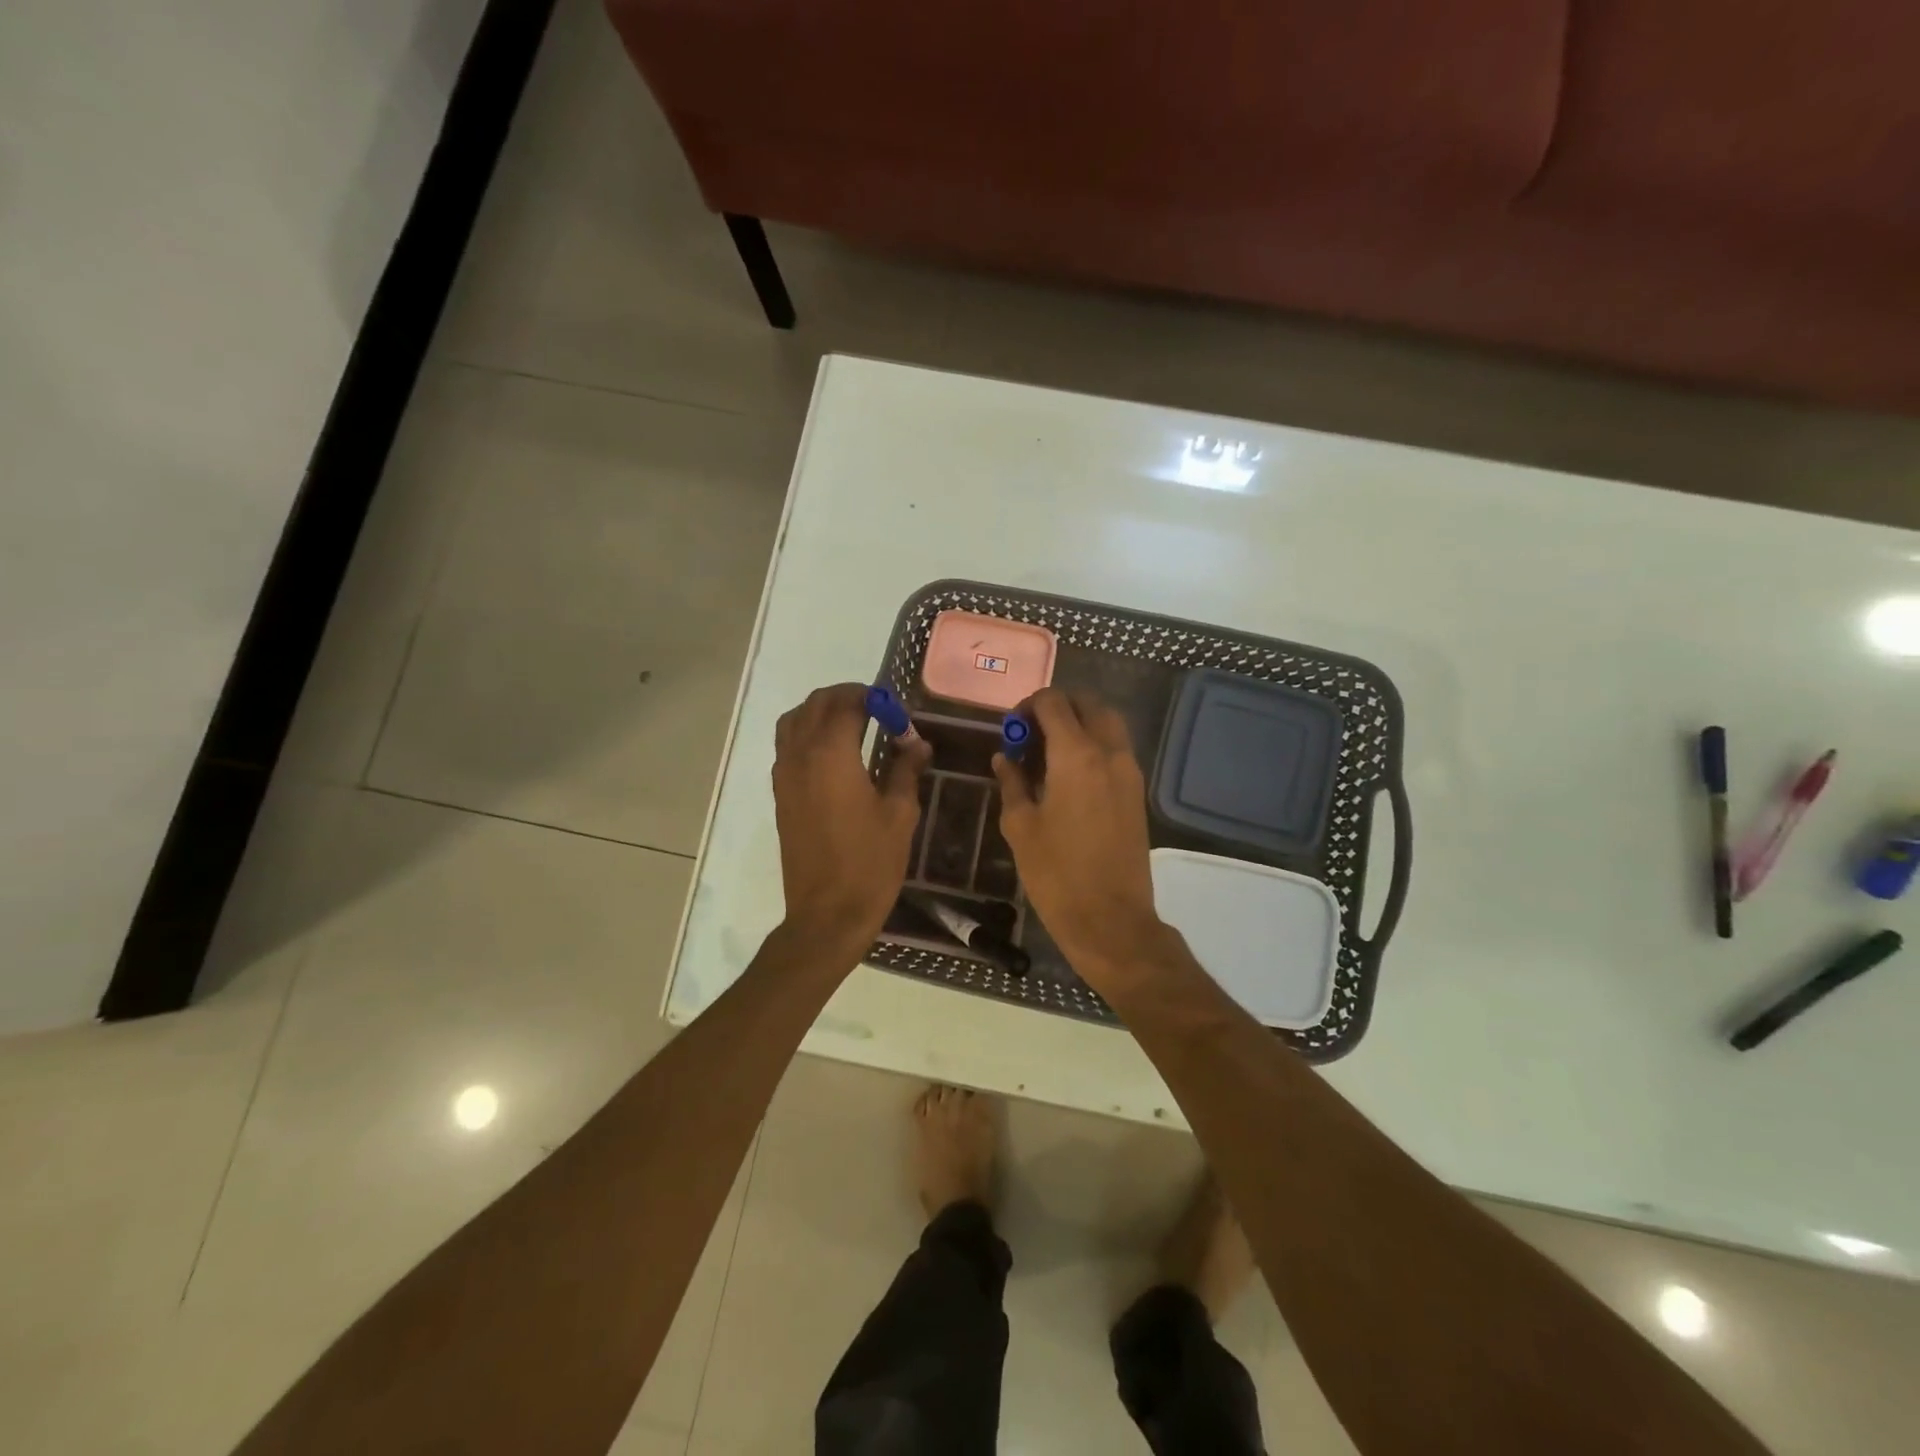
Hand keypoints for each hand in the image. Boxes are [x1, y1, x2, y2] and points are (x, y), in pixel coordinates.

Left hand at [772, 683, 931, 960]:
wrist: (827, 913)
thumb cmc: (870, 863)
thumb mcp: (900, 814)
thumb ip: (906, 770)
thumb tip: (917, 744)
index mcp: (831, 754)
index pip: (848, 703)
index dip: (875, 700)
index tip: (898, 714)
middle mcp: (800, 755)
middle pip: (816, 704)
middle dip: (847, 697)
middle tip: (878, 710)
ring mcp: (784, 775)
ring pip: (794, 721)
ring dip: (822, 712)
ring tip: (854, 725)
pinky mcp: (780, 795)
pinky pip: (787, 746)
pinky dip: (807, 734)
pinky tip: (835, 755)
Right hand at [992, 689, 1164, 984]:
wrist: (1111, 919)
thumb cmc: (1057, 874)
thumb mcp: (1020, 826)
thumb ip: (1012, 782)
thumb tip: (1004, 757)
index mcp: (1076, 755)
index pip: (1054, 703)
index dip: (1028, 706)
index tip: (1011, 729)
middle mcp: (1109, 753)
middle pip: (1088, 704)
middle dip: (1057, 708)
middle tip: (1030, 734)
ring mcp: (1129, 772)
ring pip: (1108, 724)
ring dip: (1079, 724)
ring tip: (1048, 753)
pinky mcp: (1137, 793)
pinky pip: (1116, 749)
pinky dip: (1094, 745)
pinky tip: (1068, 775)